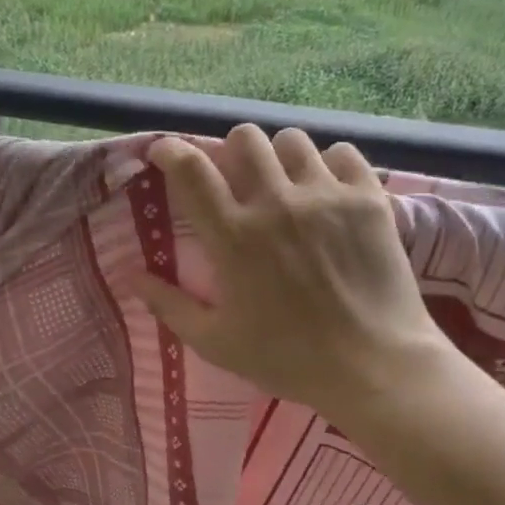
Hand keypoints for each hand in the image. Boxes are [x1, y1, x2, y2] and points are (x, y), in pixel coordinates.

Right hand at [137, 125, 455, 423]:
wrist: (373, 366)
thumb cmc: (287, 358)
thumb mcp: (215, 342)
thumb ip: (170, 306)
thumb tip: (132, 277)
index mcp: (234, 237)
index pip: (192, 170)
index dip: (171, 151)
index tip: (164, 154)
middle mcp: (277, 203)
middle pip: (245, 138)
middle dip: (231, 151)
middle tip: (235, 179)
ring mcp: (326, 196)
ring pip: (292, 140)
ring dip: (278, 157)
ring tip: (283, 184)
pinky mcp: (368, 199)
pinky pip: (341, 154)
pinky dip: (327, 165)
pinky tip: (326, 193)